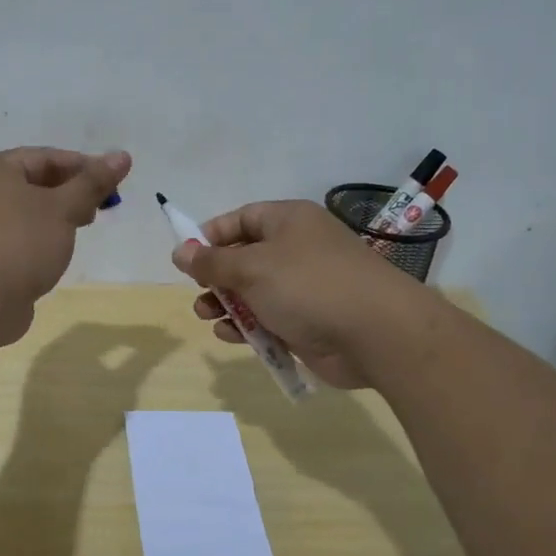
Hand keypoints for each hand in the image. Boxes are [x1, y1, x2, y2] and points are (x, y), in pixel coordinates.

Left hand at [0, 147, 130, 343]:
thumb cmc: (20, 243)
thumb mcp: (63, 209)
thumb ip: (93, 183)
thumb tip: (122, 156)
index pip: (44, 157)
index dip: (82, 167)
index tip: (113, 182)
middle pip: (32, 182)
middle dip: (69, 193)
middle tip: (100, 208)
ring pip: (23, 211)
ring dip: (54, 217)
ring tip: (80, 229)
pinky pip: (13, 236)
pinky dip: (36, 238)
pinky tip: (53, 254)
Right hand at [172, 200, 427, 389]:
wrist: (375, 333)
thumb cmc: (309, 286)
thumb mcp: (252, 268)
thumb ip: (212, 262)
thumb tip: (180, 251)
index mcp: (288, 222)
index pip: (241, 219)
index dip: (211, 236)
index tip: (186, 258)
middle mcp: (297, 250)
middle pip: (244, 258)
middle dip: (216, 276)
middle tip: (198, 292)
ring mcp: (304, 287)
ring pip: (253, 292)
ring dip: (226, 304)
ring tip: (206, 315)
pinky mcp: (307, 322)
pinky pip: (268, 319)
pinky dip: (247, 327)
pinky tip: (230, 336)